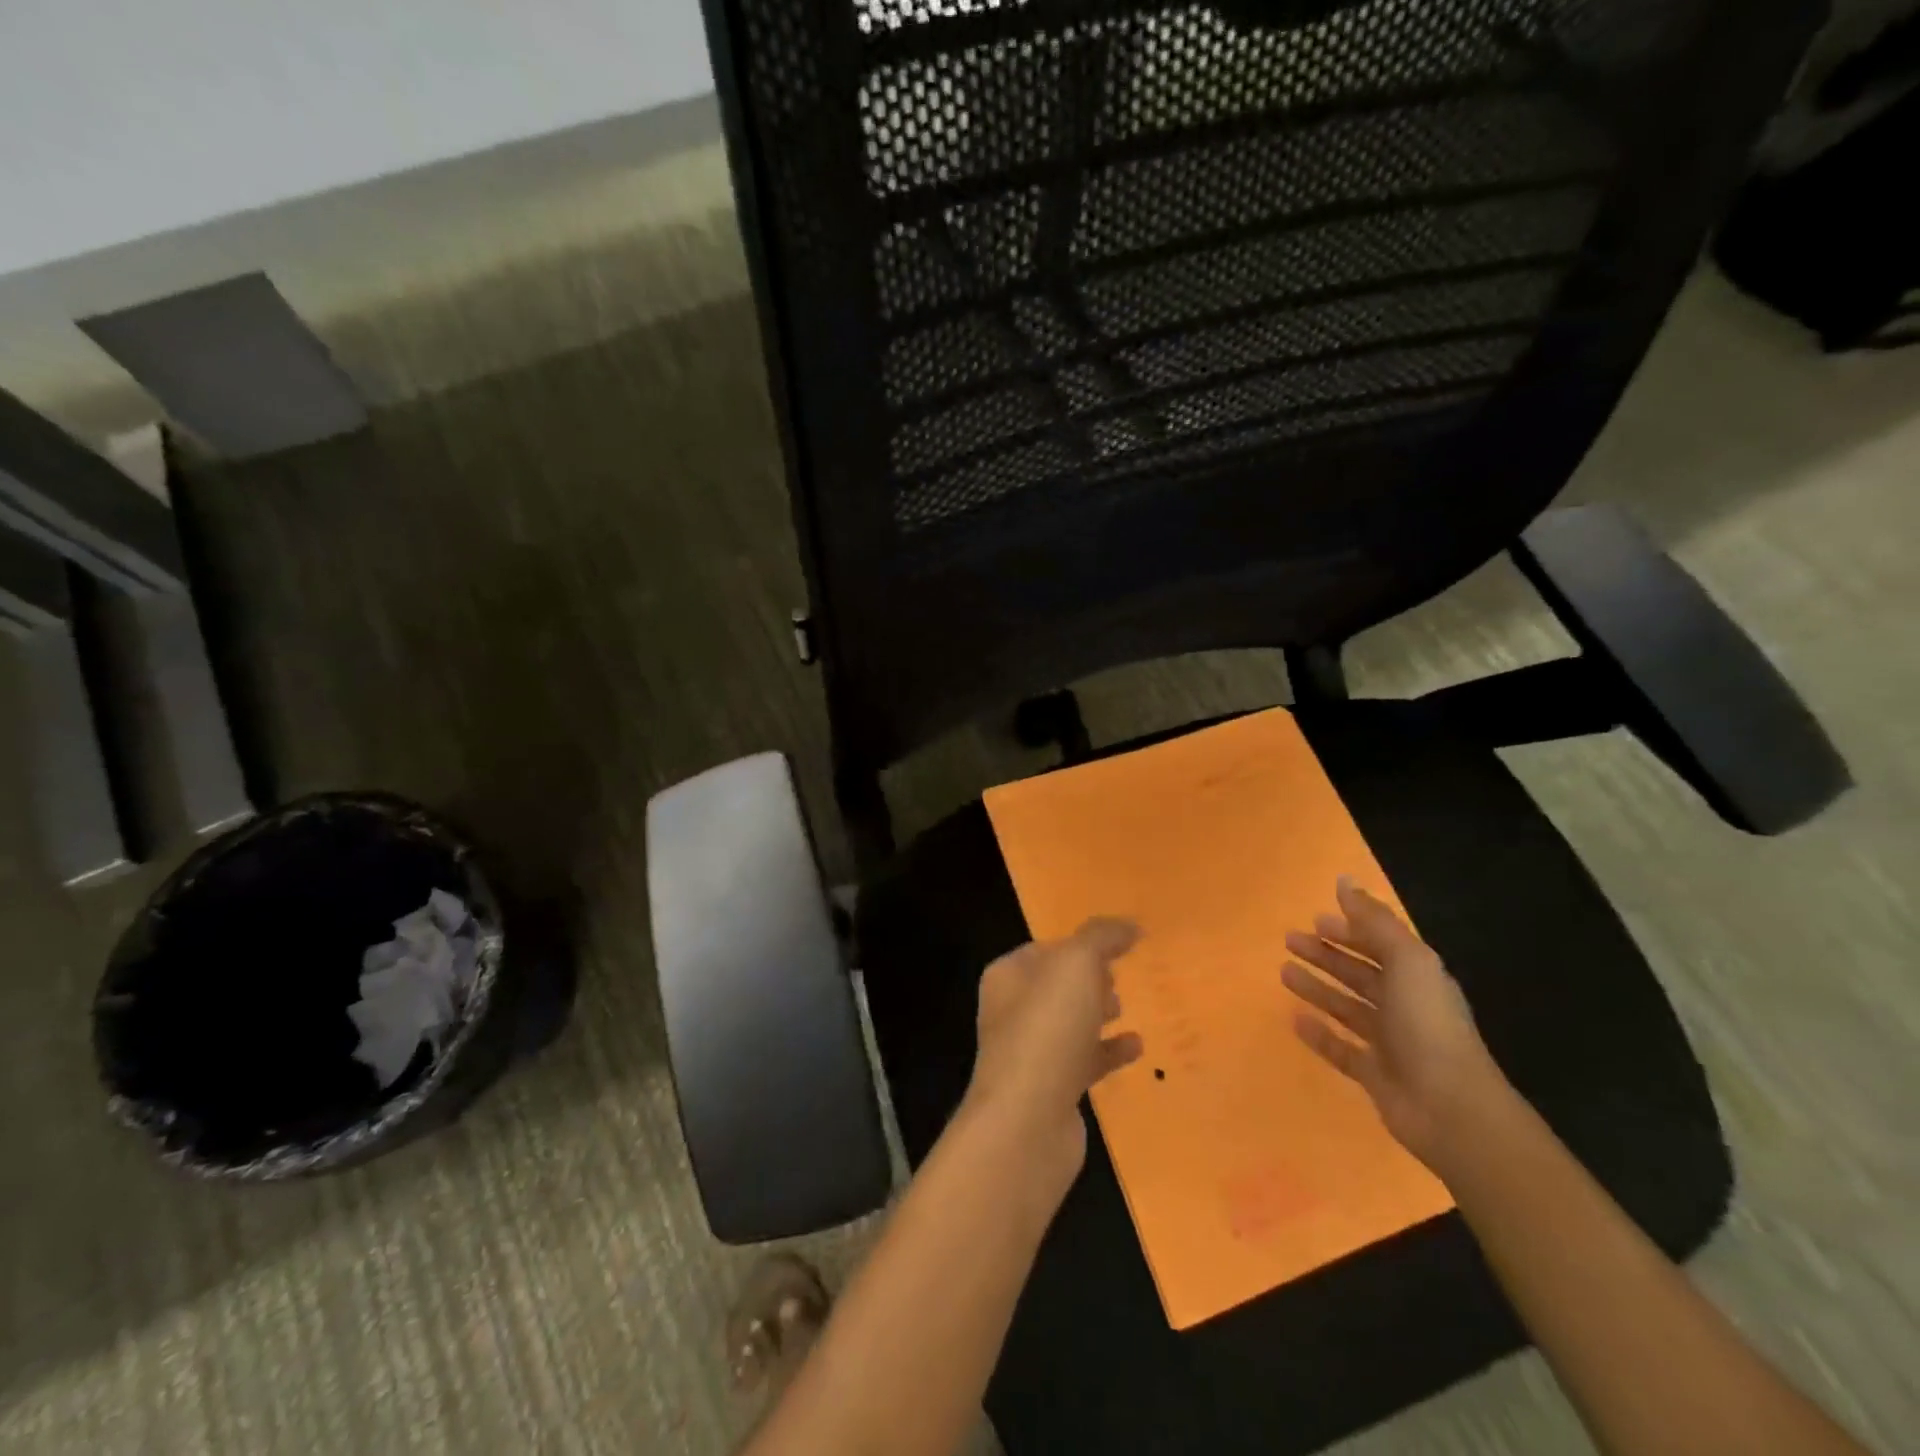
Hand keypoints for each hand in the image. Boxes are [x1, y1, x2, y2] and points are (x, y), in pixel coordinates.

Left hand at [967, 918, 1144, 1186]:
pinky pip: (1084, 1060)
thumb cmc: (1047, 1028)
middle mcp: (1012, 1010)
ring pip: (1068, 1022)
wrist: (1027, 1121)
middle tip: (1118, 976)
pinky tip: (1137, 1047)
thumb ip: (1101, 937)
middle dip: (1085, 978)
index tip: (1113, 946)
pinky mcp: (1051, 1090)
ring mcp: (1030, 1053)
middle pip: (1055, 985)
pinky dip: (1108, 1051)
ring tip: (1124, 1006)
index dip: (1077, 944)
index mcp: (1008, 976)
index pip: (1044, 949)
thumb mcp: (1076, 965)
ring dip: (1095, 1013)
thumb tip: (1129, 925)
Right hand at [1282, 877, 1508, 1173]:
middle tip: (1289, 941)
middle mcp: (1405, 1006)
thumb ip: (1375, 921)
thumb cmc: (1427, 1024)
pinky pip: (1341, 1048)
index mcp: (1418, 977)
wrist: (1451, 1108)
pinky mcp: (1375, 1074)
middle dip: (1327, 956)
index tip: (1314, 919)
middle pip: (1360, 974)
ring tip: (1283, 973)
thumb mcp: (1407, 961)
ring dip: (1318, 988)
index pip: (1379, 946)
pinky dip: (1319, 1033)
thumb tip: (1344, 880)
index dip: (1349, 931)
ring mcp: (1390, 1042)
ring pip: (1347, 1006)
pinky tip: (1295, 1020)